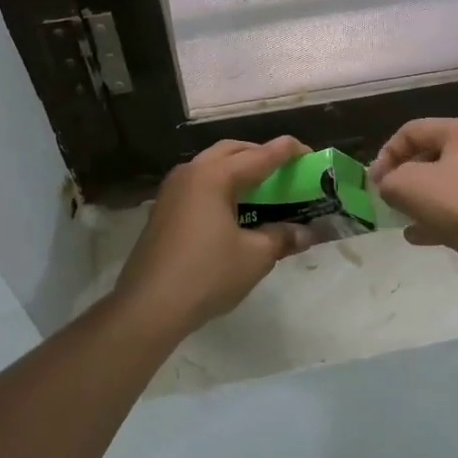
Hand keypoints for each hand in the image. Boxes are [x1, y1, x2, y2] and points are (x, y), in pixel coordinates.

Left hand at [113, 136, 313, 332]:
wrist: (149, 306)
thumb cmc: (207, 275)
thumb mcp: (255, 257)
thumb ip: (282, 237)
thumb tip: (306, 233)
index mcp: (215, 176)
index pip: (259, 156)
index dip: (287, 152)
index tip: (308, 151)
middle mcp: (191, 173)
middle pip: (231, 151)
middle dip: (259, 154)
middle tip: (284, 169)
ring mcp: (172, 190)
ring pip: (211, 165)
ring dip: (237, 168)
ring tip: (261, 187)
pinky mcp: (163, 209)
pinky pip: (198, 183)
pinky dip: (220, 185)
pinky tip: (232, 208)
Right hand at [368, 118, 457, 266]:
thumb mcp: (407, 187)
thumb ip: (389, 180)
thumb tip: (391, 185)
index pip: (413, 131)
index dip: (386, 154)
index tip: (374, 183)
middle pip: (435, 154)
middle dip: (407, 176)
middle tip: (391, 197)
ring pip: (453, 181)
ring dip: (426, 198)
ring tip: (405, 218)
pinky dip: (447, 213)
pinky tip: (424, 235)